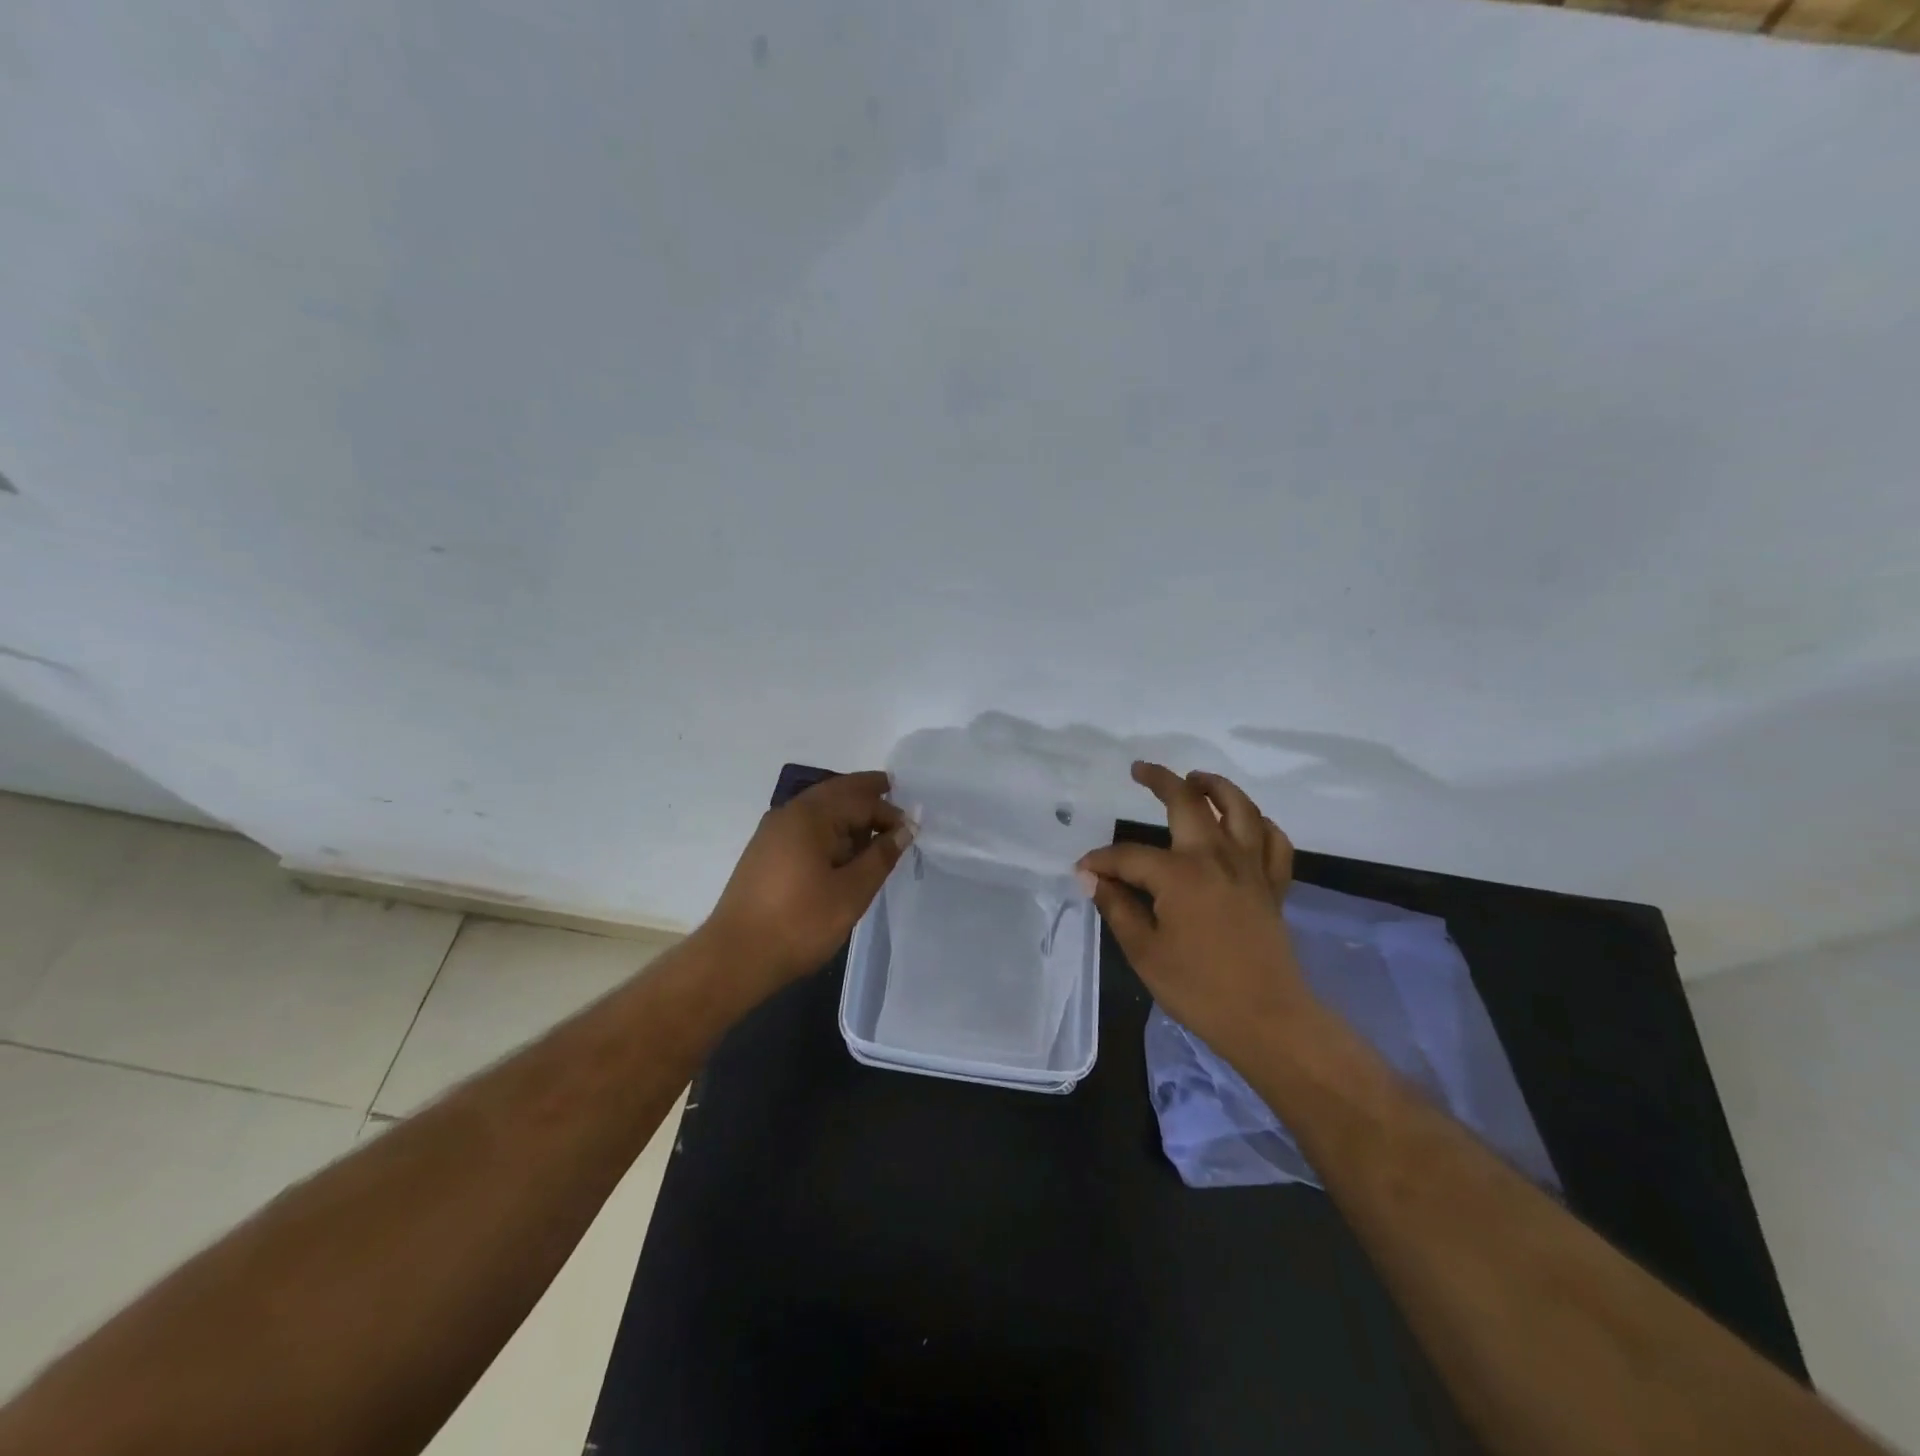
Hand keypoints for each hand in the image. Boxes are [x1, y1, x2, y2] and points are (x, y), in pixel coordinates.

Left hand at [704, 771, 913, 995]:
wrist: (735, 957)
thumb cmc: (799, 923)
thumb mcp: (851, 892)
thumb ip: (880, 857)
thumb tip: (904, 829)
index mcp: (810, 816)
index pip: (859, 800)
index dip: (888, 811)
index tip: (911, 829)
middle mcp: (788, 814)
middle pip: (834, 793)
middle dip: (864, 793)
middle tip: (892, 791)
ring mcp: (772, 833)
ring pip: (818, 810)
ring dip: (846, 812)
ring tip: (873, 827)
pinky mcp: (765, 854)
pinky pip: (805, 827)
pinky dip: (829, 829)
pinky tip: (842, 850)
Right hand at [1077, 762, 1310, 1058]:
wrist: (1268, 1020)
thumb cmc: (1199, 989)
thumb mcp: (1144, 952)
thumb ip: (1118, 908)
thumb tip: (1091, 878)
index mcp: (1179, 874)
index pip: (1129, 855)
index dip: (1102, 860)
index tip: (1084, 871)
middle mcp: (1216, 857)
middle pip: (1188, 803)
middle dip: (1161, 781)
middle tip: (1141, 770)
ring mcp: (1251, 868)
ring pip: (1240, 809)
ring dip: (1217, 787)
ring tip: (1197, 778)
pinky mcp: (1273, 886)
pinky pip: (1274, 842)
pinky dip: (1262, 825)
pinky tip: (1248, 824)